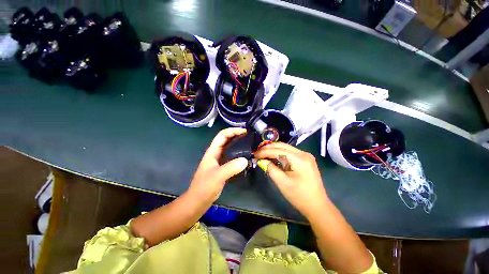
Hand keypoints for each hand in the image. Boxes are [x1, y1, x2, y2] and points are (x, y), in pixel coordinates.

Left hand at [188, 128, 248, 201]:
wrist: (199, 200)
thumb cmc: (204, 187)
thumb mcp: (217, 176)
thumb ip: (231, 167)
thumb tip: (246, 160)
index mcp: (213, 151)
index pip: (222, 135)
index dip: (233, 130)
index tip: (245, 131)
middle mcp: (217, 153)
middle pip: (227, 139)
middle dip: (237, 135)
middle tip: (250, 136)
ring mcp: (220, 160)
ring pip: (230, 148)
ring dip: (239, 144)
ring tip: (250, 144)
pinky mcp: (224, 166)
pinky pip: (233, 156)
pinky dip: (239, 154)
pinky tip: (247, 156)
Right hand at [254, 142, 328, 217]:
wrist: (317, 206)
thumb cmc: (299, 196)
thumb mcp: (282, 182)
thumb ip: (270, 168)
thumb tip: (261, 160)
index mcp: (299, 159)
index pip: (278, 150)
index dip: (265, 152)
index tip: (255, 155)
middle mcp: (303, 153)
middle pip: (282, 146)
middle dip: (268, 148)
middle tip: (258, 153)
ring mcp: (305, 155)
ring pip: (285, 148)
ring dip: (274, 150)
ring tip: (263, 154)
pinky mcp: (305, 159)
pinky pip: (290, 153)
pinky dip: (280, 154)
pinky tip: (273, 157)